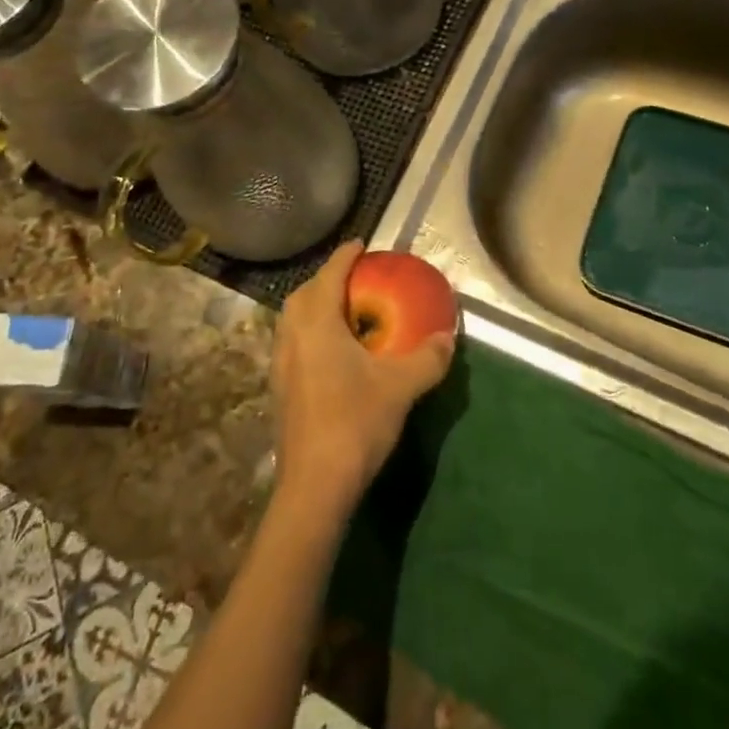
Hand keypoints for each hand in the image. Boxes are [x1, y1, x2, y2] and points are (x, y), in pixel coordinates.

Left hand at [269, 241, 454, 521]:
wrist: (315, 484)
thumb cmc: (355, 422)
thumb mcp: (401, 387)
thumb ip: (427, 357)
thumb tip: (449, 336)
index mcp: (316, 324)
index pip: (329, 275)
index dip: (345, 256)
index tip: (361, 244)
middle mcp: (292, 336)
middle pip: (304, 293)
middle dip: (327, 279)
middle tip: (355, 278)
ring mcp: (280, 363)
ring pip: (293, 319)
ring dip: (315, 306)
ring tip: (345, 311)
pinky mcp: (280, 388)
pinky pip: (293, 342)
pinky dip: (310, 332)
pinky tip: (333, 352)